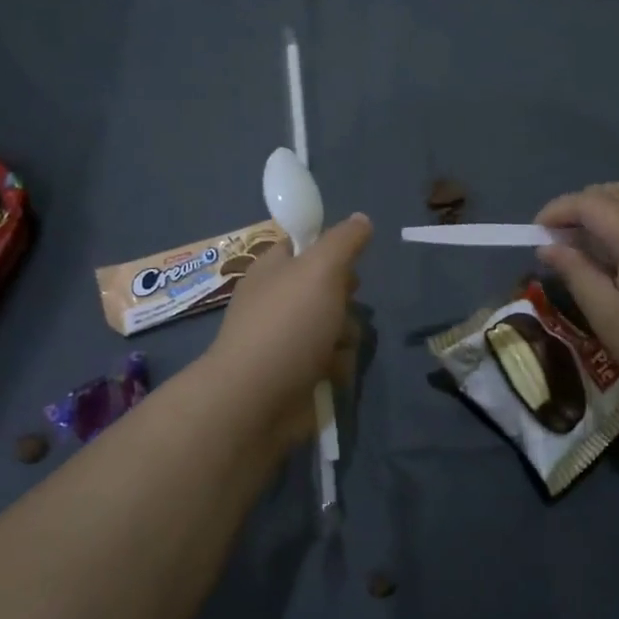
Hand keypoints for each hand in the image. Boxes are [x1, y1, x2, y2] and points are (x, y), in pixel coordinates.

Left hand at [204, 213, 371, 451]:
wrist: (257, 400)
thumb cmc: (287, 325)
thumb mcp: (320, 269)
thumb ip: (344, 241)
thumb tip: (362, 219)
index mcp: (273, 269)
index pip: (303, 245)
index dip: (328, 248)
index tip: (345, 261)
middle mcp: (278, 301)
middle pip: (328, 287)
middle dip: (345, 298)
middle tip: (342, 303)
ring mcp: (288, 339)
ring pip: (337, 325)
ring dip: (345, 336)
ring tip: (334, 347)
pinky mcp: (299, 373)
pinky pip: (333, 360)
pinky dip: (337, 367)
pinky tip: (331, 374)